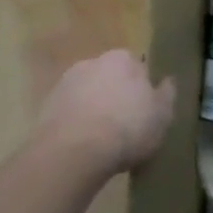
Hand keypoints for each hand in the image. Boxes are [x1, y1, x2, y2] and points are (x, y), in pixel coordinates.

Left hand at [36, 51, 174, 171]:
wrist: (73, 152)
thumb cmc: (128, 128)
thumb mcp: (162, 115)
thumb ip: (167, 94)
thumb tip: (167, 81)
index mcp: (122, 59)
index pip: (138, 66)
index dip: (143, 87)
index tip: (146, 108)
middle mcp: (91, 63)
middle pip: (110, 78)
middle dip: (117, 94)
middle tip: (128, 122)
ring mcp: (65, 84)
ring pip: (89, 94)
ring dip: (96, 109)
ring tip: (105, 138)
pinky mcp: (46, 107)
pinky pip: (71, 112)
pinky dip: (78, 123)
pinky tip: (86, 144)